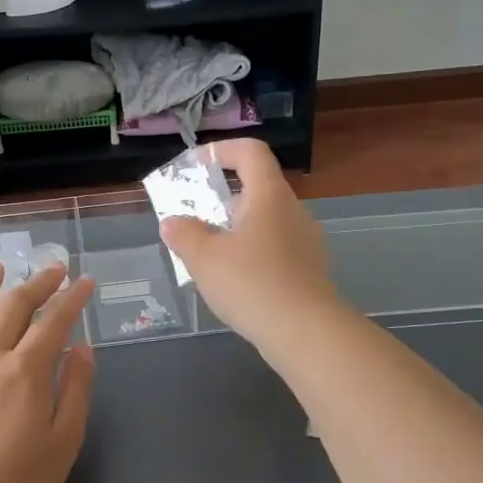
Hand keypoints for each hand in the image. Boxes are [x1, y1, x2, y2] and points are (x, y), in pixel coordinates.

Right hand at [159, 139, 341, 351]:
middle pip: (258, 187)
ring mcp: (306, 241)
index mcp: (269, 195)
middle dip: (223, 197)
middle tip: (194, 215)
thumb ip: (184, 234)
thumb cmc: (252, 283)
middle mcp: (293, 210)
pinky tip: (234, 280)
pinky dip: (252, 252)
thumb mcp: (204, 258)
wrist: (306, 332)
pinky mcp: (309, 269)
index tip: (196, 165)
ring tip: (208, 252)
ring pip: (266, 221)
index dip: (222, 150)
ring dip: (236, 228)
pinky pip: (275, 248)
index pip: (251, 152)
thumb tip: (173, 222)